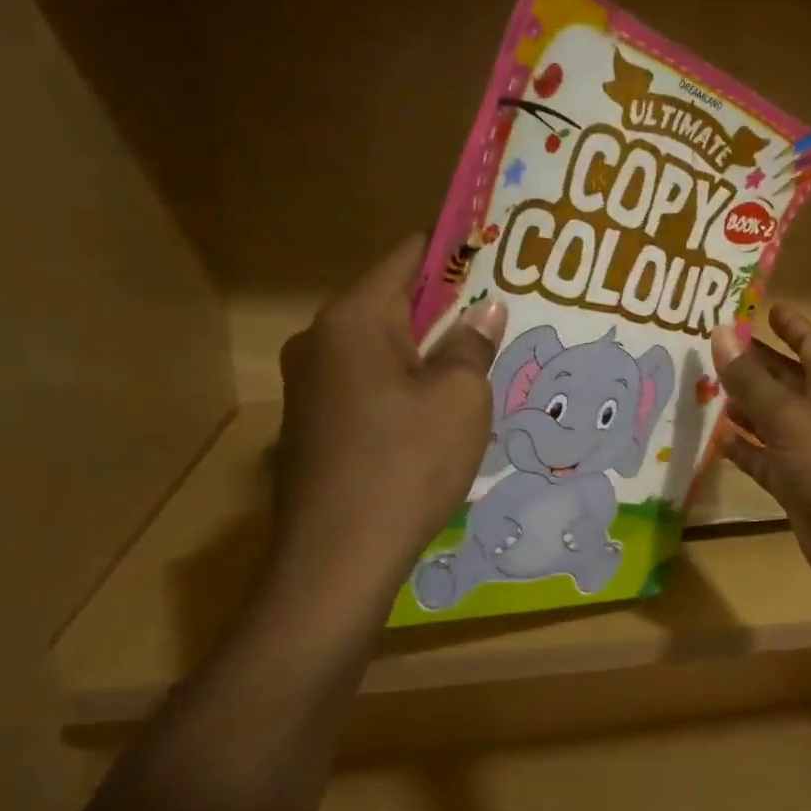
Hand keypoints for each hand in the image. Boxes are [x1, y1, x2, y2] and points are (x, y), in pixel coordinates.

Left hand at [271, 237, 507, 579]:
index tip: (494, 250)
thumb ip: (471, 345)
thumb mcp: (460, 399)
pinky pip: (368, 385)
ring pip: (381, 348)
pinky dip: (404, 384)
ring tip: (479, 360)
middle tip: (500, 311)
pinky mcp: (314, 426)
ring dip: (427, 350)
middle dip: (447, 305)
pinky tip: (439, 409)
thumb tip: (483, 312)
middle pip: (392, 302)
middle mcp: (320, 341)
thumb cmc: (406, 464)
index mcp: (354, 320)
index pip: (407, 256)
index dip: (453, 249)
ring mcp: (310, 387)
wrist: (336, 560)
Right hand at [709, 307, 810, 592]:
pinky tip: (716, 439)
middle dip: (756, 363)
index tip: (766, 309)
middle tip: (716, 346)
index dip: (791, 325)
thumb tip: (720, 332)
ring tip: (707, 387)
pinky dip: (743, 448)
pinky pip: (764, 458)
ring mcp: (808, 451)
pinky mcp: (796, 484)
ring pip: (771, 418)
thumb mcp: (788, 418)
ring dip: (744, 404)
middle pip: (786, 379)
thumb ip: (751, 379)